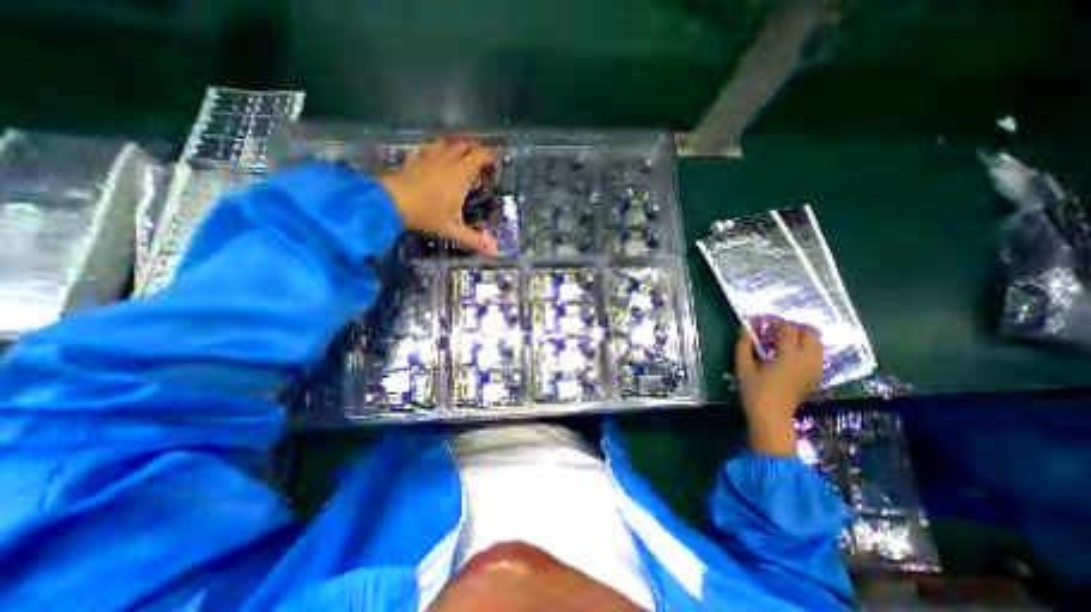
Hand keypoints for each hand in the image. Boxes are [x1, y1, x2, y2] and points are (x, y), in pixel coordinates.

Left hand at [381, 136, 497, 251]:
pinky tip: (436, 156)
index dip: (490, 156)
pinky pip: (430, 148)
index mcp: (461, 174)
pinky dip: (438, 149)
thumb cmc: (425, 215)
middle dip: (476, 148)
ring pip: (448, 143)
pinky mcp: (415, 159)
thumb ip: (474, 240)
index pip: (480, 156)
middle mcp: (447, 161)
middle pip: (465, 145)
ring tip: (463, 154)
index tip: (496, 162)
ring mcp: (429, 157)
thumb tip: (496, 252)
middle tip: (482, 158)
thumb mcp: (452, 230)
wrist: (388, 202)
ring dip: (458, 146)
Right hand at [736, 321, 821, 454]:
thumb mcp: (743, 367)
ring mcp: (815, 369)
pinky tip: (789, 354)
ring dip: (800, 336)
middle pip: (810, 332)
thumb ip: (743, 345)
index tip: (759, 321)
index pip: (787, 329)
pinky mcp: (816, 376)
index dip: (773, 321)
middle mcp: (807, 360)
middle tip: (773, 330)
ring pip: (817, 343)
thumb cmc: (754, 392)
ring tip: (782, 341)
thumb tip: (745, 329)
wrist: (771, 417)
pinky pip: (817, 354)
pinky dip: (805, 348)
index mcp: (789, 356)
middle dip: (792, 326)